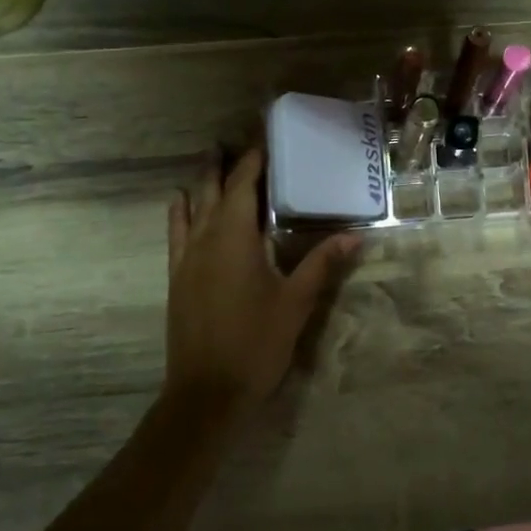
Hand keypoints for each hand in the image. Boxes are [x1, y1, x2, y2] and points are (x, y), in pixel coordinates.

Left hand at [165, 148, 358, 413]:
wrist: (207, 392)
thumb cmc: (257, 343)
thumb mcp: (296, 303)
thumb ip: (322, 264)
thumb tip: (355, 236)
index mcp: (235, 238)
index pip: (243, 185)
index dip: (253, 160)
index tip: (264, 138)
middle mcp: (206, 239)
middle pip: (211, 190)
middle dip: (222, 163)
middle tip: (232, 140)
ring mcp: (186, 258)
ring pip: (190, 207)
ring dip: (200, 182)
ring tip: (210, 160)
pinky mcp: (177, 278)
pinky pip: (175, 232)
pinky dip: (179, 211)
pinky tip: (179, 203)